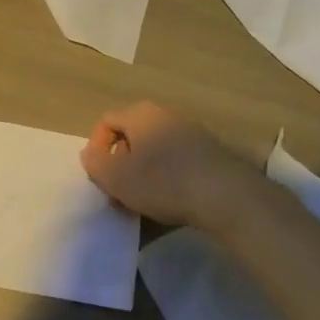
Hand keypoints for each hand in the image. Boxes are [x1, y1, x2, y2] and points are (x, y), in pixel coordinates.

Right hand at [79, 102, 250, 227]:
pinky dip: (167, 180)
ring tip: (143, 204)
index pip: (107, 121)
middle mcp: (166, 116)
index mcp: (141, 114)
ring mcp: (192, 133)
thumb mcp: (116, 177)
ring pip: (155, 153)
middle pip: (132, 137)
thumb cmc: (163, 182)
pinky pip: (177, 164)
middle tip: (119, 193)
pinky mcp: (210, 154)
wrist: (227, 196)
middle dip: (121, 165)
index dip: (96, 148)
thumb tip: (92, 153)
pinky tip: (170, 205)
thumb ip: (95, 163)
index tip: (100, 176)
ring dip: (143, 176)